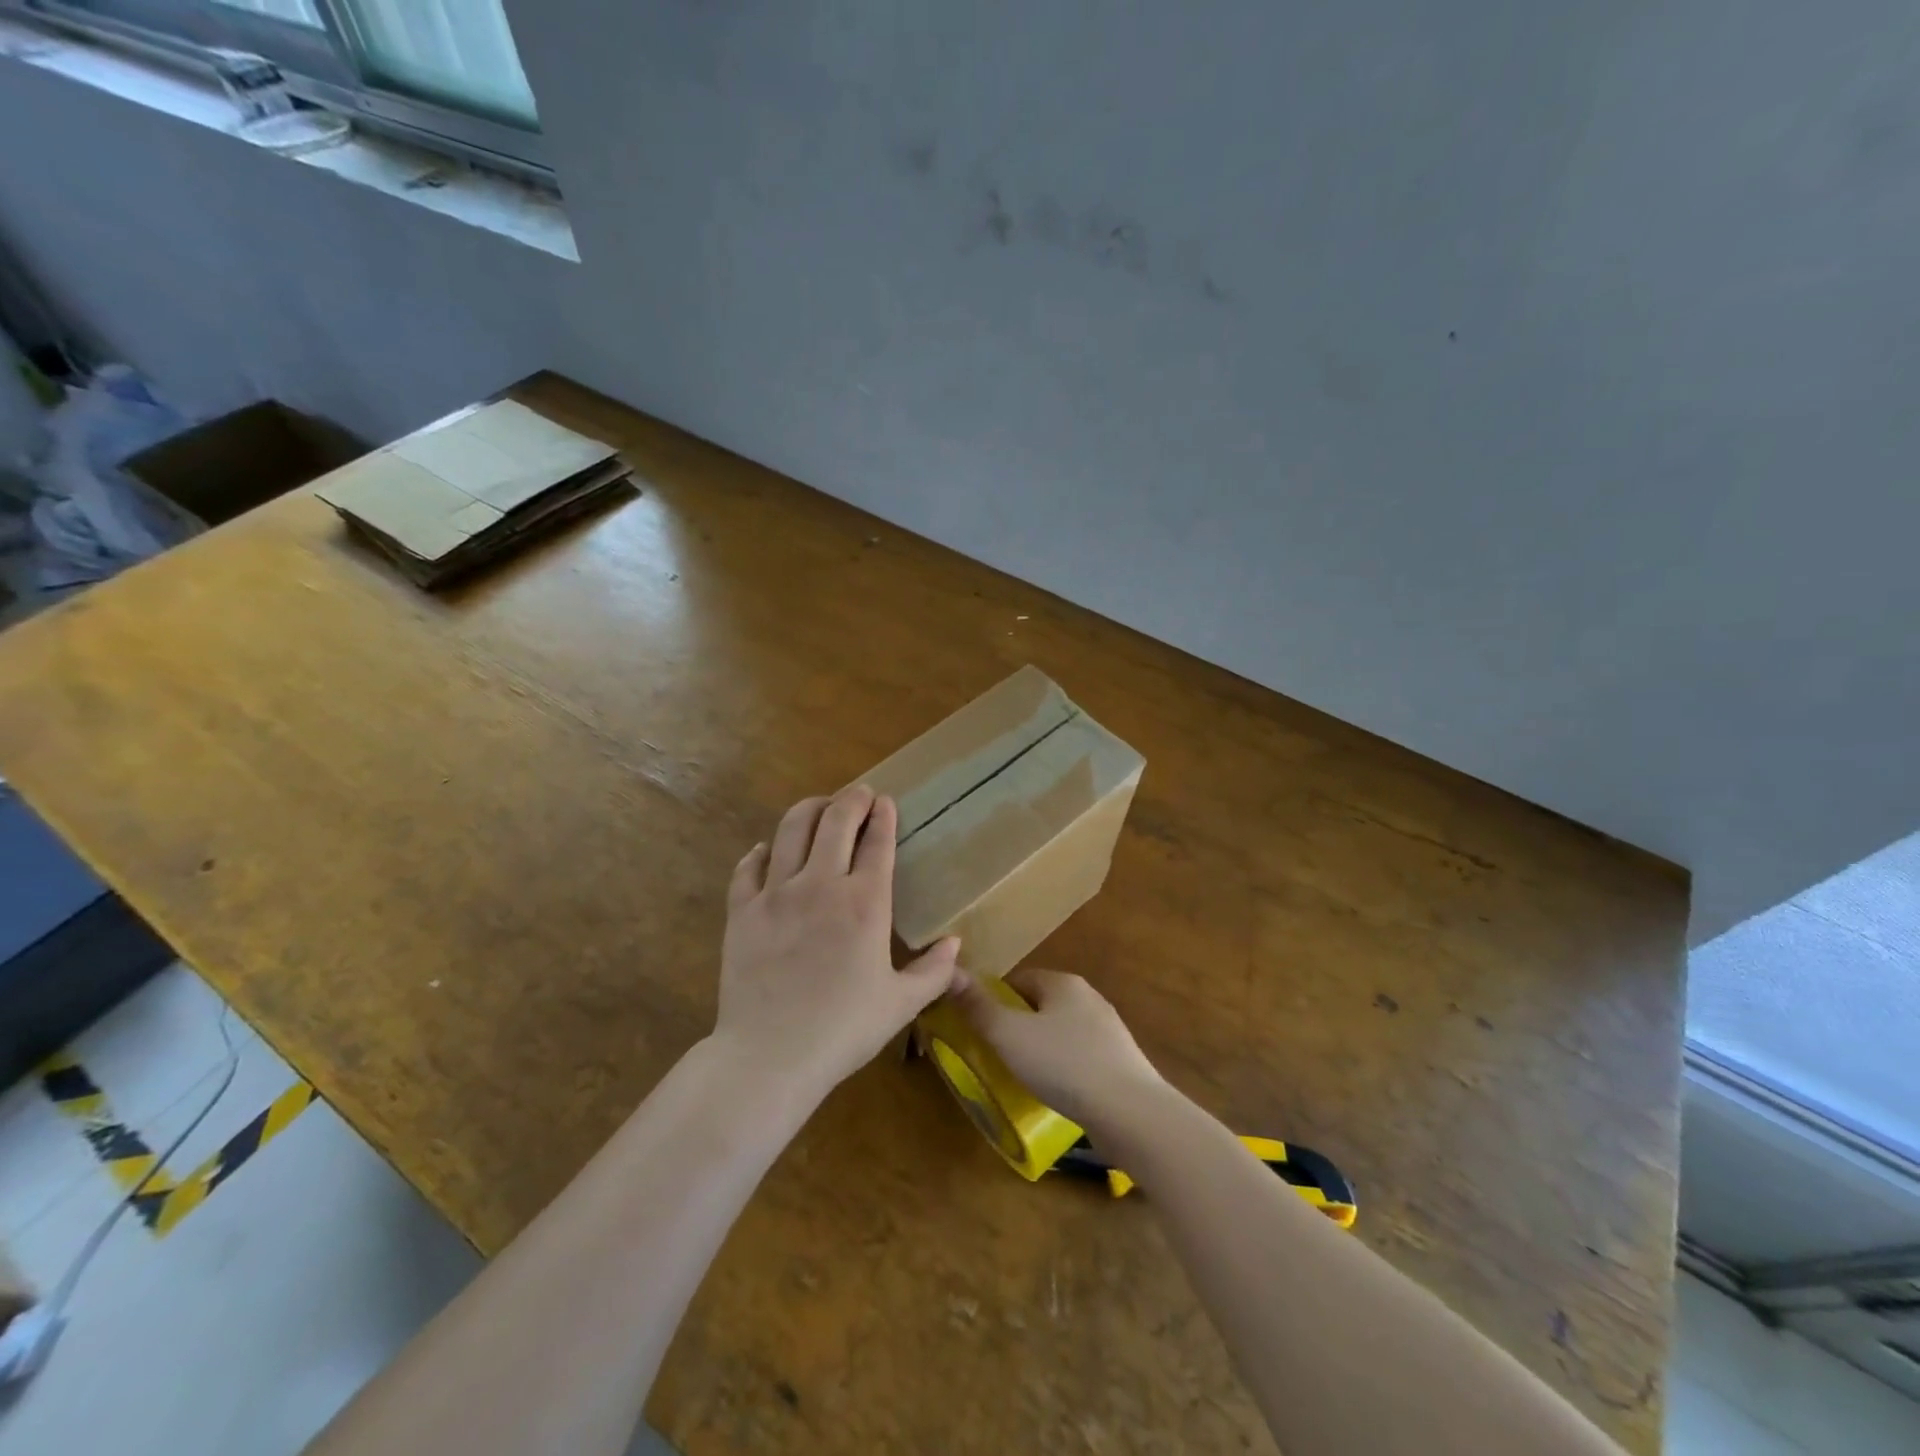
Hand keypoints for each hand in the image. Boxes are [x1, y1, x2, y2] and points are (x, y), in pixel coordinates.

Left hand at [715, 784, 960, 1100]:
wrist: (769, 1055)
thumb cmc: (843, 1030)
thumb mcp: (900, 1005)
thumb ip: (933, 971)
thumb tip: (956, 943)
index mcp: (864, 902)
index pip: (877, 842)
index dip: (883, 816)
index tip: (886, 802)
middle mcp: (820, 884)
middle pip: (835, 820)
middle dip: (851, 799)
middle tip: (859, 794)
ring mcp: (776, 893)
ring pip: (791, 830)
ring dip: (809, 810)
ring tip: (819, 808)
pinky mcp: (742, 910)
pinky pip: (748, 866)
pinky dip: (761, 851)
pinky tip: (767, 850)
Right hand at [948, 969, 1164, 1132]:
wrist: (1131, 1112)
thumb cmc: (1064, 1065)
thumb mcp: (1009, 1035)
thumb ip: (978, 1006)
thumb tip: (951, 972)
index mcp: (1063, 982)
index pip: (1019, 980)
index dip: (995, 1001)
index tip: (980, 1029)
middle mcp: (1089, 997)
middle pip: (1041, 1004)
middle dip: (1018, 1026)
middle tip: (997, 1056)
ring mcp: (1109, 1030)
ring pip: (1062, 1031)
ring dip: (1042, 1049)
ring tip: (1024, 1078)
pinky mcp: (1121, 1061)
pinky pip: (1081, 1056)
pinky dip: (1064, 1068)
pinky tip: (1057, 1093)